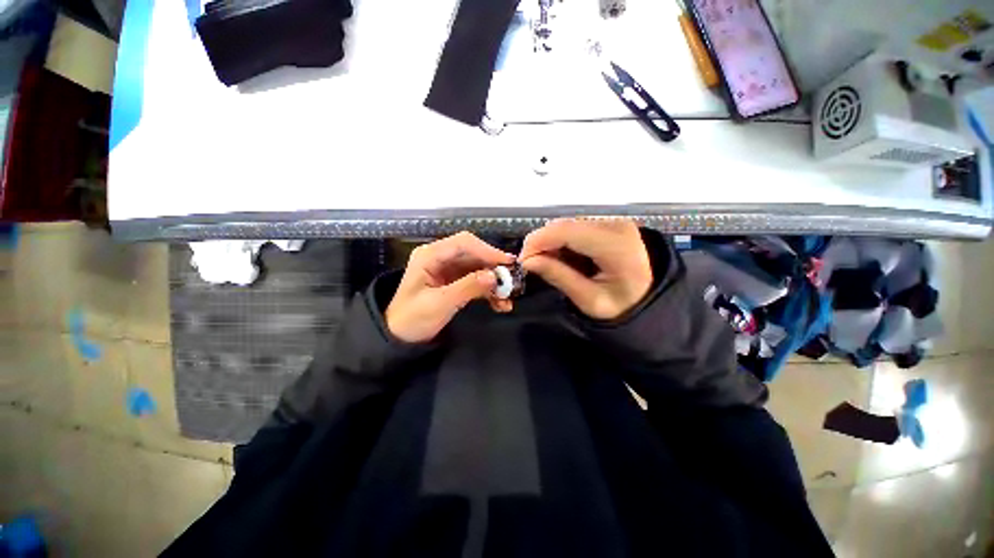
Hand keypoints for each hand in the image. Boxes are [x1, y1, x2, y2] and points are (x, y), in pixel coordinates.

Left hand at [385, 232, 514, 342]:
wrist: (398, 337)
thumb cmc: (412, 319)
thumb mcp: (439, 304)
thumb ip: (467, 287)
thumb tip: (494, 276)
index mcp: (431, 255)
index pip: (464, 243)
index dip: (488, 251)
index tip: (508, 264)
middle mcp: (440, 257)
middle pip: (474, 255)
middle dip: (494, 268)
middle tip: (512, 281)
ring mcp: (448, 270)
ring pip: (478, 268)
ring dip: (494, 282)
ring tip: (508, 298)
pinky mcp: (454, 282)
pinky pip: (476, 281)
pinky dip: (488, 290)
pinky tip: (499, 304)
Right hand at [519, 218, 651, 319]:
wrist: (650, 299)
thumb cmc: (623, 306)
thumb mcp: (590, 300)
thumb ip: (559, 277)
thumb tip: (528, 261)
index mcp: (616, 245)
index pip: (567, 231)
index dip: (538, 242)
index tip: (522, 261)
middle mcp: (615, 225)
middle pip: (565, 225)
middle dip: (541, 243)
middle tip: (532, 266)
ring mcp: (612, 221)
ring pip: (567, 225)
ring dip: (551, 243)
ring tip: (549, 265)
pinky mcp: (607, 224)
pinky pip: (575, 228)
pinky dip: (562, 242)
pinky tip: (563, 259)